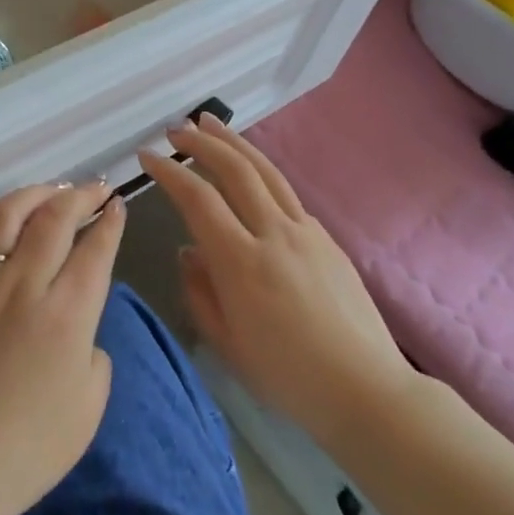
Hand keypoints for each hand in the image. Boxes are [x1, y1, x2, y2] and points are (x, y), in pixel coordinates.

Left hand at [0, 182, 123, 514]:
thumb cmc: (25, 451)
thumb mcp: (87, 409)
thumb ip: (94, 354)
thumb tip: (81, 326)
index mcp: (66, 315)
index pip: (94, 249)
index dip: (109, 221)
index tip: (117, 204)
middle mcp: (23, 284)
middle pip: (54, 217)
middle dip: (80, 195)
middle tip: (94, 188)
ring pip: (7, 214)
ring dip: (34, 194)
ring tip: (50, 190)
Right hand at [140, 114, 414, 446]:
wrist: (366, 390)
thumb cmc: (288, 377)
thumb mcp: (227, 343)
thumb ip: (199, 291)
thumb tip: (188, 251)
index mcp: (242, 262)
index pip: (198, 200)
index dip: (169, 172)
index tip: (147, 156)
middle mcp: (274, 234)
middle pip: (235, 170)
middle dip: (202, 143)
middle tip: (177, 129)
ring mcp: (306, 231)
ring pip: (265, 171)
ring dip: (234, 143)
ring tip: (210, 123)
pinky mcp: (326, 238)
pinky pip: (286, 194)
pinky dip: (260, 173)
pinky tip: (250, 175)